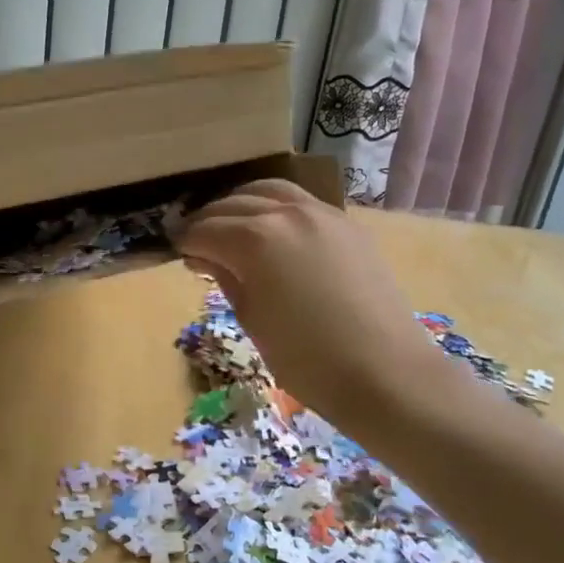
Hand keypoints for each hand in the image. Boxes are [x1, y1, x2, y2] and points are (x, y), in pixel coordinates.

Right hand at [175, 181, 478, 438]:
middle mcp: (285, 213)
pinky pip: (300, 200)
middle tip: (196, 241)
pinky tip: (270, 226)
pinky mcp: (346, 223)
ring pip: (268, 190)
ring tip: (230, 223)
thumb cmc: (308, 360)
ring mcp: (321, 213)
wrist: (386, 373)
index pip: (205, 231)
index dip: (186, 242)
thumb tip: (207, 257)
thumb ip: (227, 279)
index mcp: (255, 240)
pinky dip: (275, 205)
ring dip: (241, 203)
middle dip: (208, 220)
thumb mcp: (253, 321)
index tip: (177, 253)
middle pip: (232, 204)